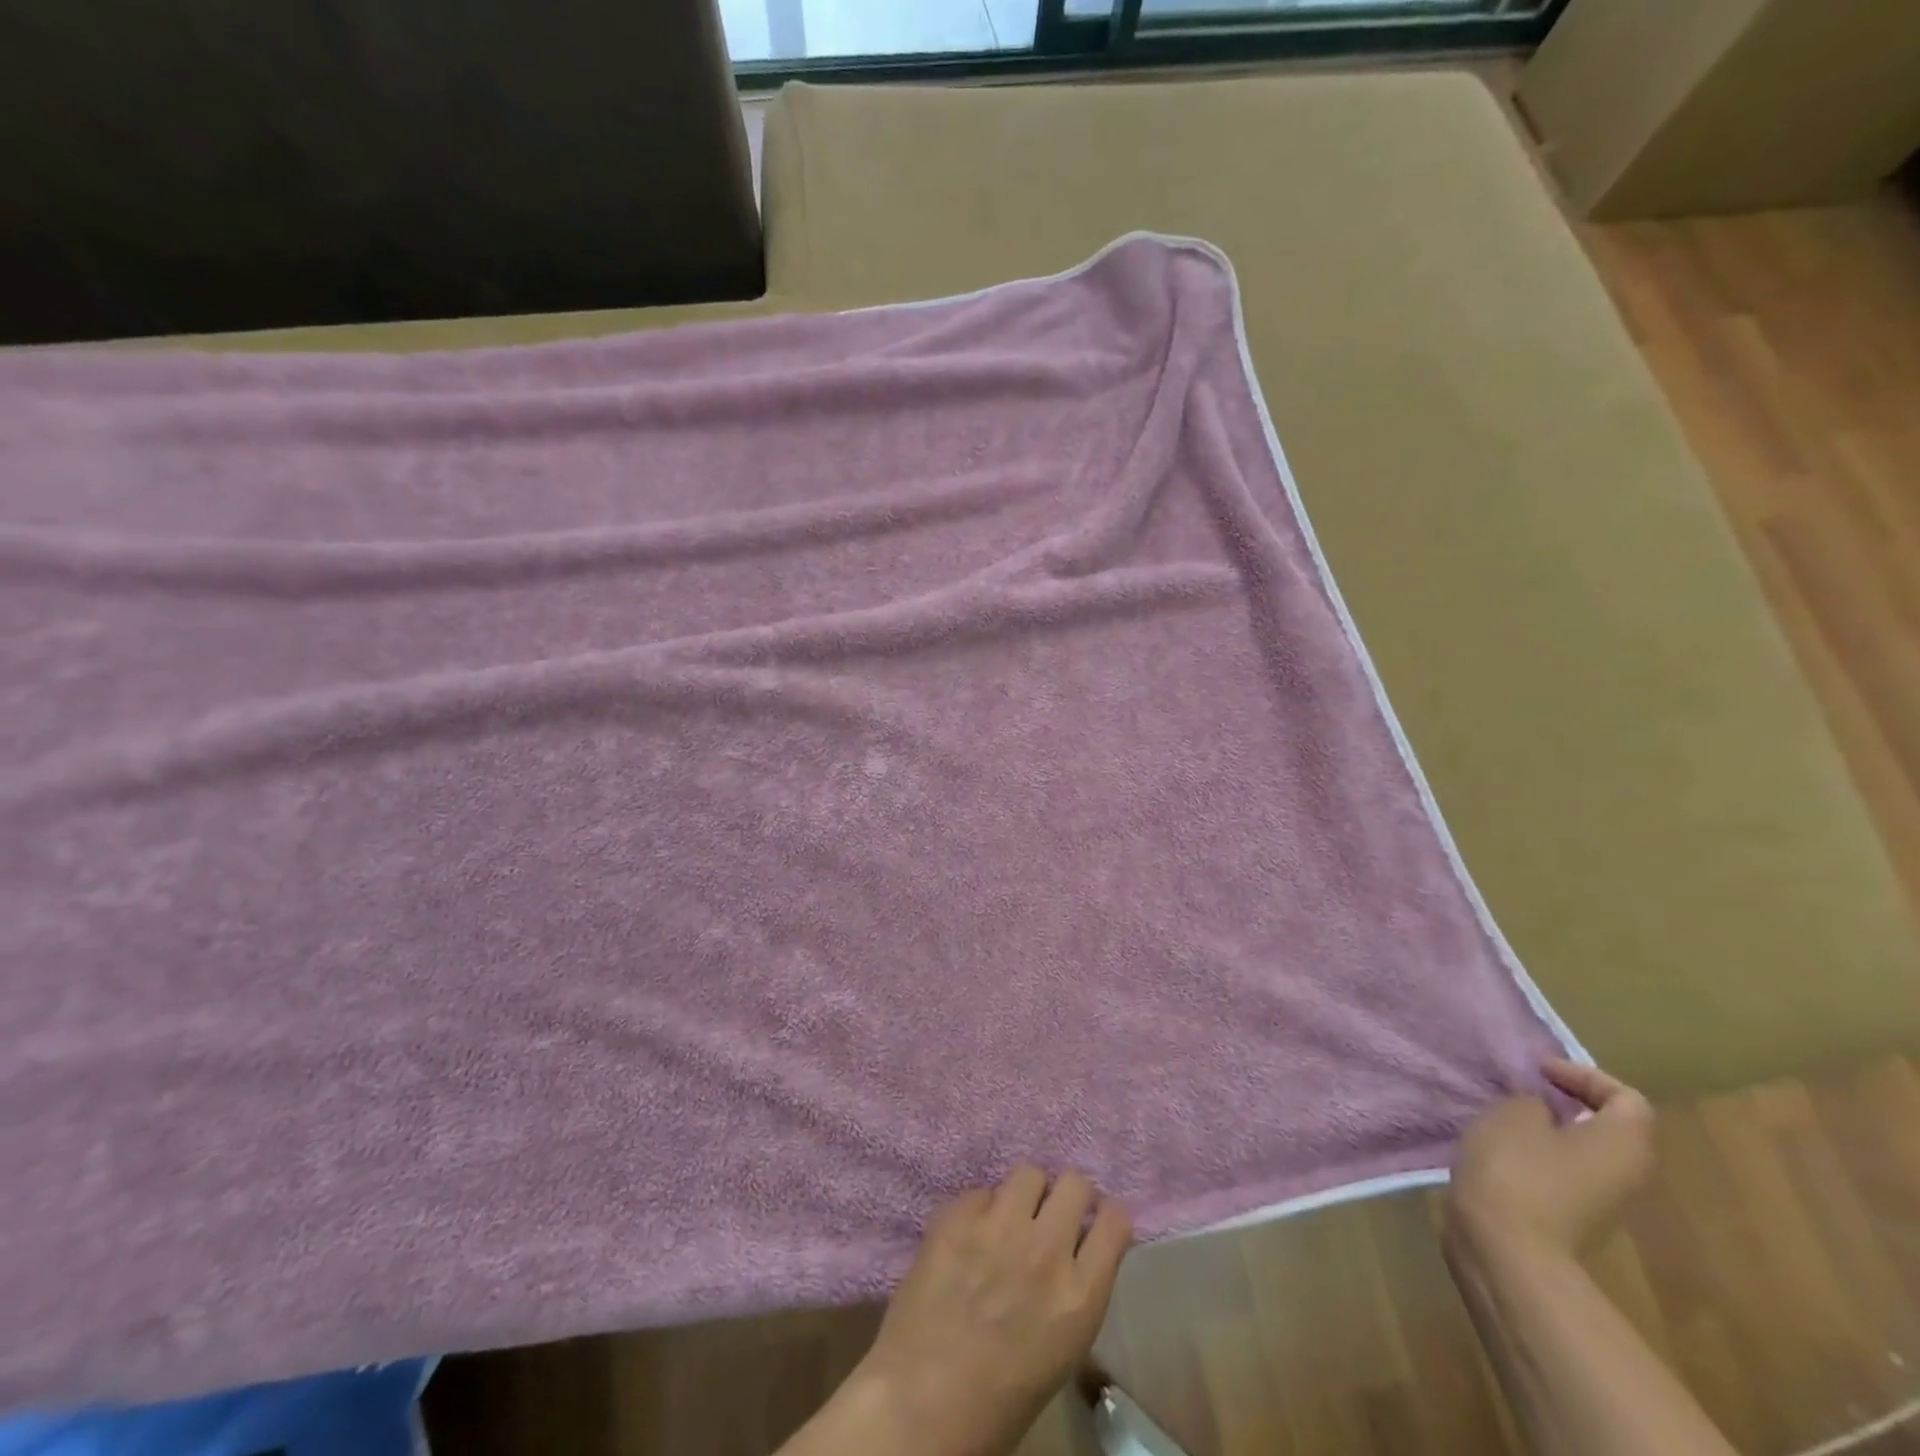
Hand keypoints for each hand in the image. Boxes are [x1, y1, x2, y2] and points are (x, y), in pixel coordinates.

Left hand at [852, 1165, 1133, 1455]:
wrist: (922, 1403)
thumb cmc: (1000, 1400)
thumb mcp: (1061, 1350)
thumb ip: (1073, 1290)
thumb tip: (1072, 1249)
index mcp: (1080, 1295)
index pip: (1115, 1221)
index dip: (1106, 1216)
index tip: (1094, 1222)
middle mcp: (1046, 1249)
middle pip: (1075, 1183)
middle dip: (1068, 1195)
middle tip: (1052, 1213)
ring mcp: (1000, 1226)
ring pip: (1028, 1173)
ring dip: (1025, 1193)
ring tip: (1011, 1216)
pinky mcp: (958, 1215)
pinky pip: (981, 1192)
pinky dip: (980, 1210)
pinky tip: (969, 1236)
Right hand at [1447, 1059, 1655, 1260]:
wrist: (1506, 1247)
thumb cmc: (1517, 1169)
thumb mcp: (1515, 1113)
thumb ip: (1534, 1101)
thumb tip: (1542, 1108)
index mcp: (1623, 1144)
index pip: (1627, 1098)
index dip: (1584, 1075)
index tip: (1539, 1072)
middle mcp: (1626, 1175)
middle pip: (1609, 1127)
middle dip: (1567, 1102)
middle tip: (1523, 1088)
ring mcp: (1600, 1203)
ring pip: (1582, 1151)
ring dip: (1547, 1128)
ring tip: (1503, 1114)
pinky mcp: (1569, 1218)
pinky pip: (1559, 1172)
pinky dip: (1534, 1153)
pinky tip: (1496, 1148)